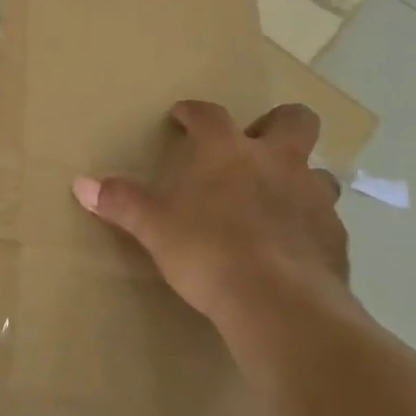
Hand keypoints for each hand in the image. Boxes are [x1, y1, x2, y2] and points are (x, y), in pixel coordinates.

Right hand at [72, 101, 355, 344]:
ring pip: (318, 171)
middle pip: (294, 120)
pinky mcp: (335, 237)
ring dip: (299, 177)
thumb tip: (80, 183)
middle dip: (277, 123)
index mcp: (228, 150)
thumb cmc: (207, 251)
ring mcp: (313, 197)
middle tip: (254, 145)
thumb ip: (121, 202)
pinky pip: (325, 219)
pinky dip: (308, 224)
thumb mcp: (154, 227)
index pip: (210, 114)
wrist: (278, 303)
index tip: (181, 117)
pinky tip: (290, 246)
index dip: (193, 112)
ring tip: (277, 199)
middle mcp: (276, 161)